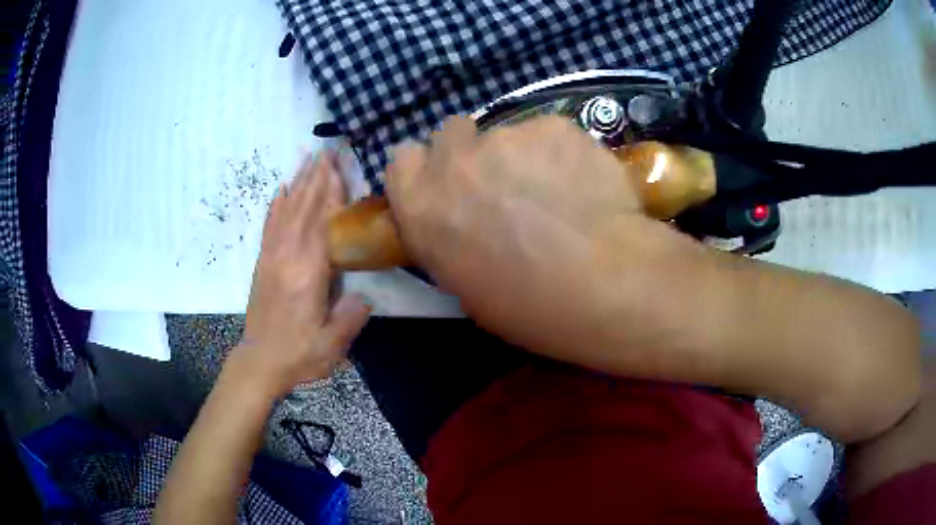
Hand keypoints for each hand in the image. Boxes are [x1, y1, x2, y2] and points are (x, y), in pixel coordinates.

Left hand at [235, 152, 370, 397]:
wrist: (259, 363)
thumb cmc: (298, 356)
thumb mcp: (331, 346)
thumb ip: (349, 318)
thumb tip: (366, 296)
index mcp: (307, 275)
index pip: (321, 225)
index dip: (330, 195)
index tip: (338, 169)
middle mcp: (288, 259)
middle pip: (303, 210)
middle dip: (315, 179)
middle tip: (326, 152)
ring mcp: (272, 259)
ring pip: (286, 212)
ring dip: (297, 184)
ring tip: (307, 159)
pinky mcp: (263, 264)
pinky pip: (269, 227)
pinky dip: (275, 206)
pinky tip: (280, 190)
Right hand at [385, 116, 695, 355]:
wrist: (605, 285)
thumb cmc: (532, 306)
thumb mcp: (469, 286)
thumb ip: (452, 238)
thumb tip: (466, 221)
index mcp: (423, 206)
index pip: (402, 160)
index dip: (426, 168)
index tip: (448, 183)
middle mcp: (455, 162)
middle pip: (450, 133)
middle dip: (471, 151)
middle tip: (504, 182)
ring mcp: (506, 136)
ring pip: (507, 134)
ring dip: (524, 156)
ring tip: (560, 192)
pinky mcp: (554, 126)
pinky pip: (551, 134)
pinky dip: (563, 154)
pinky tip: (586, 185)